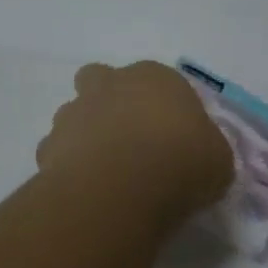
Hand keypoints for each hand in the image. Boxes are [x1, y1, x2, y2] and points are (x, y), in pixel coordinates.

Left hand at [38, 61, 234, 223]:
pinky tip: (85, 190)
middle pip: (101, 79)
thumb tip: (200, 156)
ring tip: (104, 171)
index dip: (163, 107)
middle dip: (109, 101)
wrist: (120, 189)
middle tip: (127, 139)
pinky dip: (67, 167)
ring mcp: (75, 112)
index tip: (172, 137)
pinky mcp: (49, 147)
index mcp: (155, 77)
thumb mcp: (218, 159)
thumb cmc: (181, 162)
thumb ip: (207, 150)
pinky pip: (56, 153)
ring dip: (85, 134)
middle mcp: (111, 84)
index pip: (159, 80)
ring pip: (74, 114)